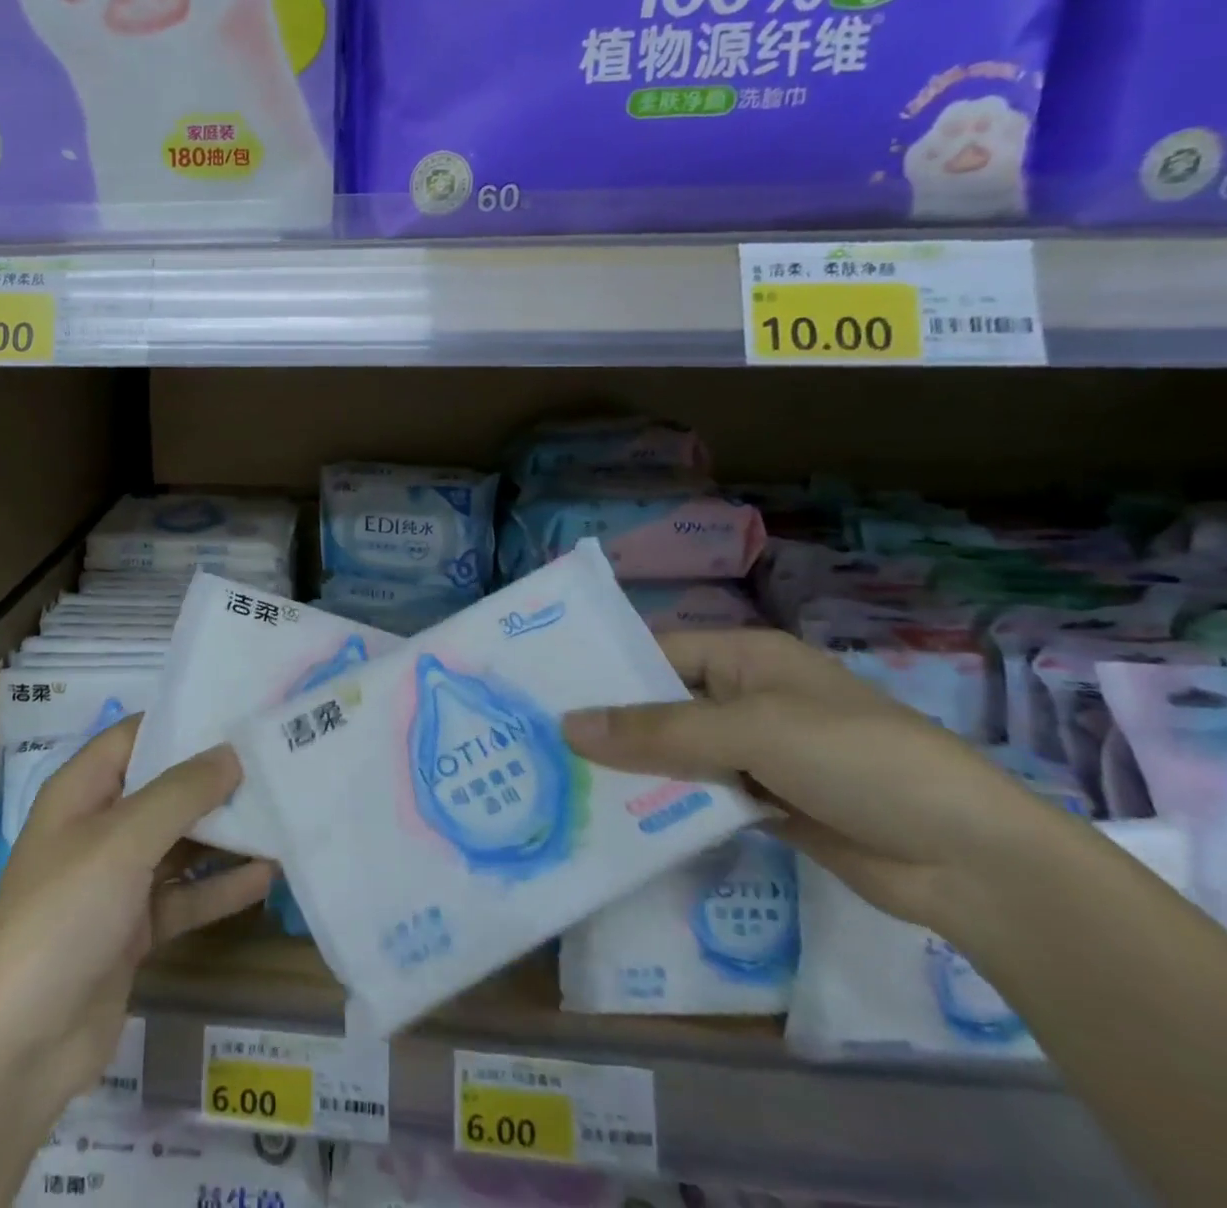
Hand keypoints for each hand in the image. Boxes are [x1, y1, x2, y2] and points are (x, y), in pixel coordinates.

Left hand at [0, 717, 273, 1115]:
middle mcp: (99, 828)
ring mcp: (117, 881)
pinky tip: (268, 874)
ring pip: (180, 843)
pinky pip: (186, 896)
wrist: (19, 1049)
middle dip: (216, 778)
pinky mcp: (135, 929)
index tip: (240, 711)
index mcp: (82, 791)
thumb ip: (181, 793)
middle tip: (276, 759)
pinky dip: (221, 887)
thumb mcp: (122, 841)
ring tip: (283, 811)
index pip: (136, 736)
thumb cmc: (63, 916)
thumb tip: (231, 752)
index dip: (183, 720)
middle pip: (165, 788)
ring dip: (226, 832)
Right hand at [562, 629, 1064, 933]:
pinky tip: (620, 817)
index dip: (605, 672)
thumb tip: (567, 726)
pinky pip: (701, 795)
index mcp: (747, 659)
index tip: (545, 694)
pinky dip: (668, 804)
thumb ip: (658, 730)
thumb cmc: (857, 760)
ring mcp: (758, 753)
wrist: (974, 862)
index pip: (658, 654)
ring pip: (678, 754)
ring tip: (563, 781)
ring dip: (636, 769)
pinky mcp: (767, 803)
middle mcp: (747, 698)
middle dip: (612, 725)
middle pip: (663, 705)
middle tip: (541, 742)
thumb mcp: (751, 731)